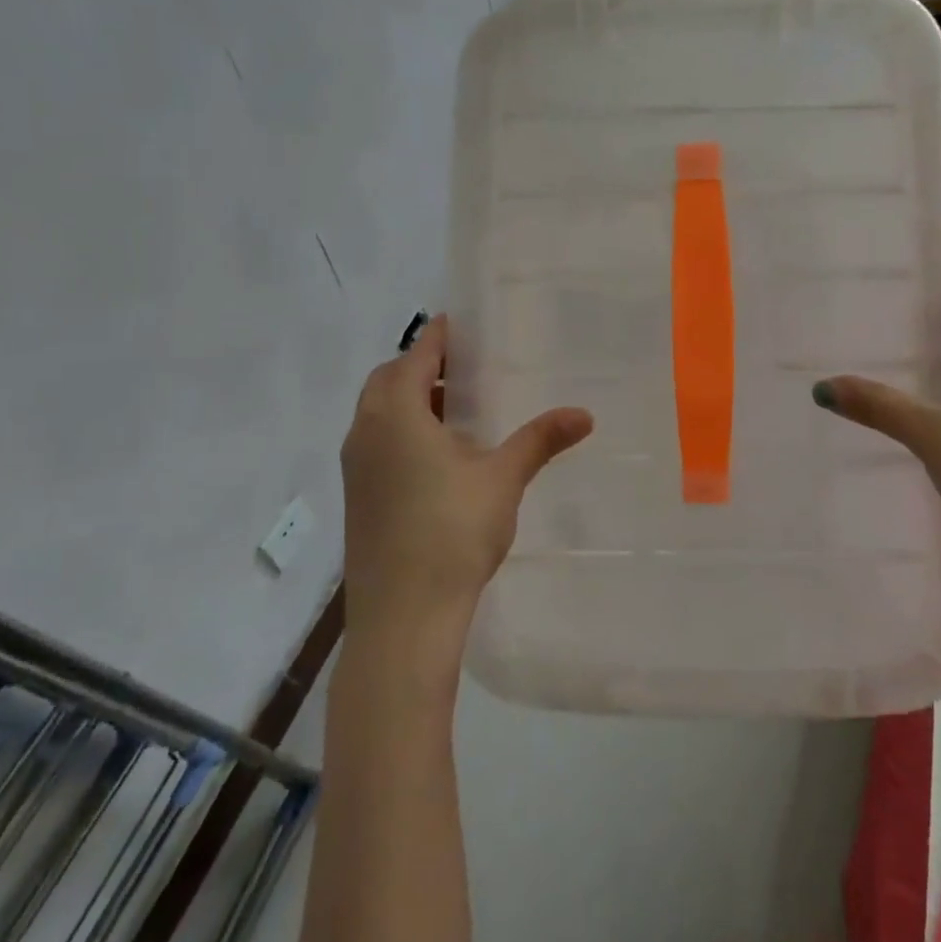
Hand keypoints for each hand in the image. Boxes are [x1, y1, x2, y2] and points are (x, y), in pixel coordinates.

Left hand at [339, 315, 593, 643]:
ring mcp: (356, 469)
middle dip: (419, 367)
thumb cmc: (452, 533)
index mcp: (395, 415)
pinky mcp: (358, 499)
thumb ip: (539, 440)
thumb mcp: (502, 478)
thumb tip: (584, 414)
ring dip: (409, 401)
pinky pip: (376, 444)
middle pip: (387, 382)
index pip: (413, 357)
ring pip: (378, 415)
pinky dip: (402, 432)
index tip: (456, 323)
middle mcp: (365, 433)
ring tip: (454, 410)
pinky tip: (438, 458)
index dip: (436, 338)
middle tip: (459, 367)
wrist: (403, 618)